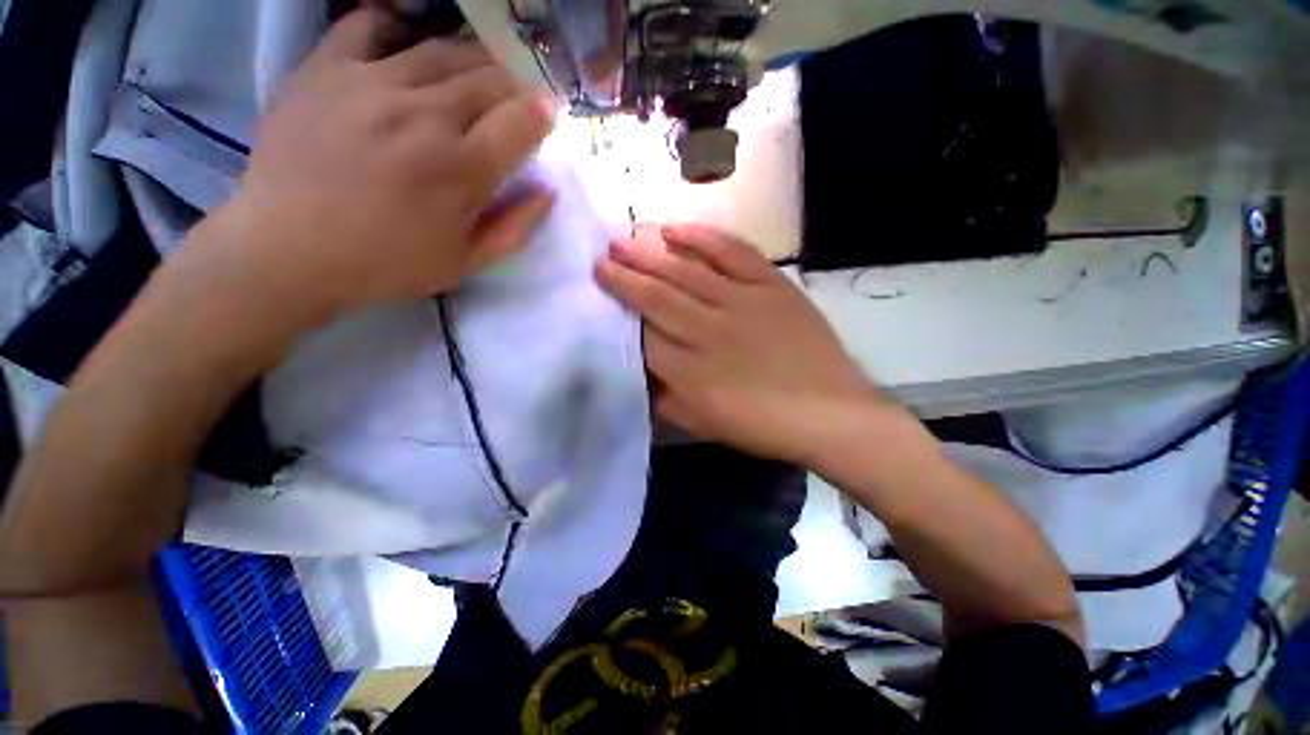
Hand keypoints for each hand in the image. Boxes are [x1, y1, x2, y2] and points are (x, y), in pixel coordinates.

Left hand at [211, 8, 555, 319]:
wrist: (286, 250)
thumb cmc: (386, 263)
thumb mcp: (465, 263)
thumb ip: (514, 228)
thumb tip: (547, 191)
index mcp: (461, 169)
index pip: (522, 121)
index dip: (542, 114)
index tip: (546, 115)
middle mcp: (424, 114)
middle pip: (489, 78)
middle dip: (515, 83)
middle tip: (515, 96)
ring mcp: (371, 82)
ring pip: (442, 50)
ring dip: (472, 59)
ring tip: (475, 75)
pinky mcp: (325, 68)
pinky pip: (367, 26)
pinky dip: (394, 26)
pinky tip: (405, 43)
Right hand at [596, 224, 887, 463]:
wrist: (828, 412)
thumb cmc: (761, 425)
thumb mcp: (700, 425)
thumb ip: (663, 399)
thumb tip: (638, 372)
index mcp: (687, 371)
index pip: (641, 335)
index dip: (619, 312)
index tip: (601, 293)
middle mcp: (706, 330)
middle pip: (655, 296)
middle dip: (624, 276)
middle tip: (601, 257)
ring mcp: (740, 302)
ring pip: (685, 271)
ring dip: (649, 253)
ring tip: (624, 240)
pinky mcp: (770, 286)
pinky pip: (731, 252)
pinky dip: (702, 237)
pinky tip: (676, 229)